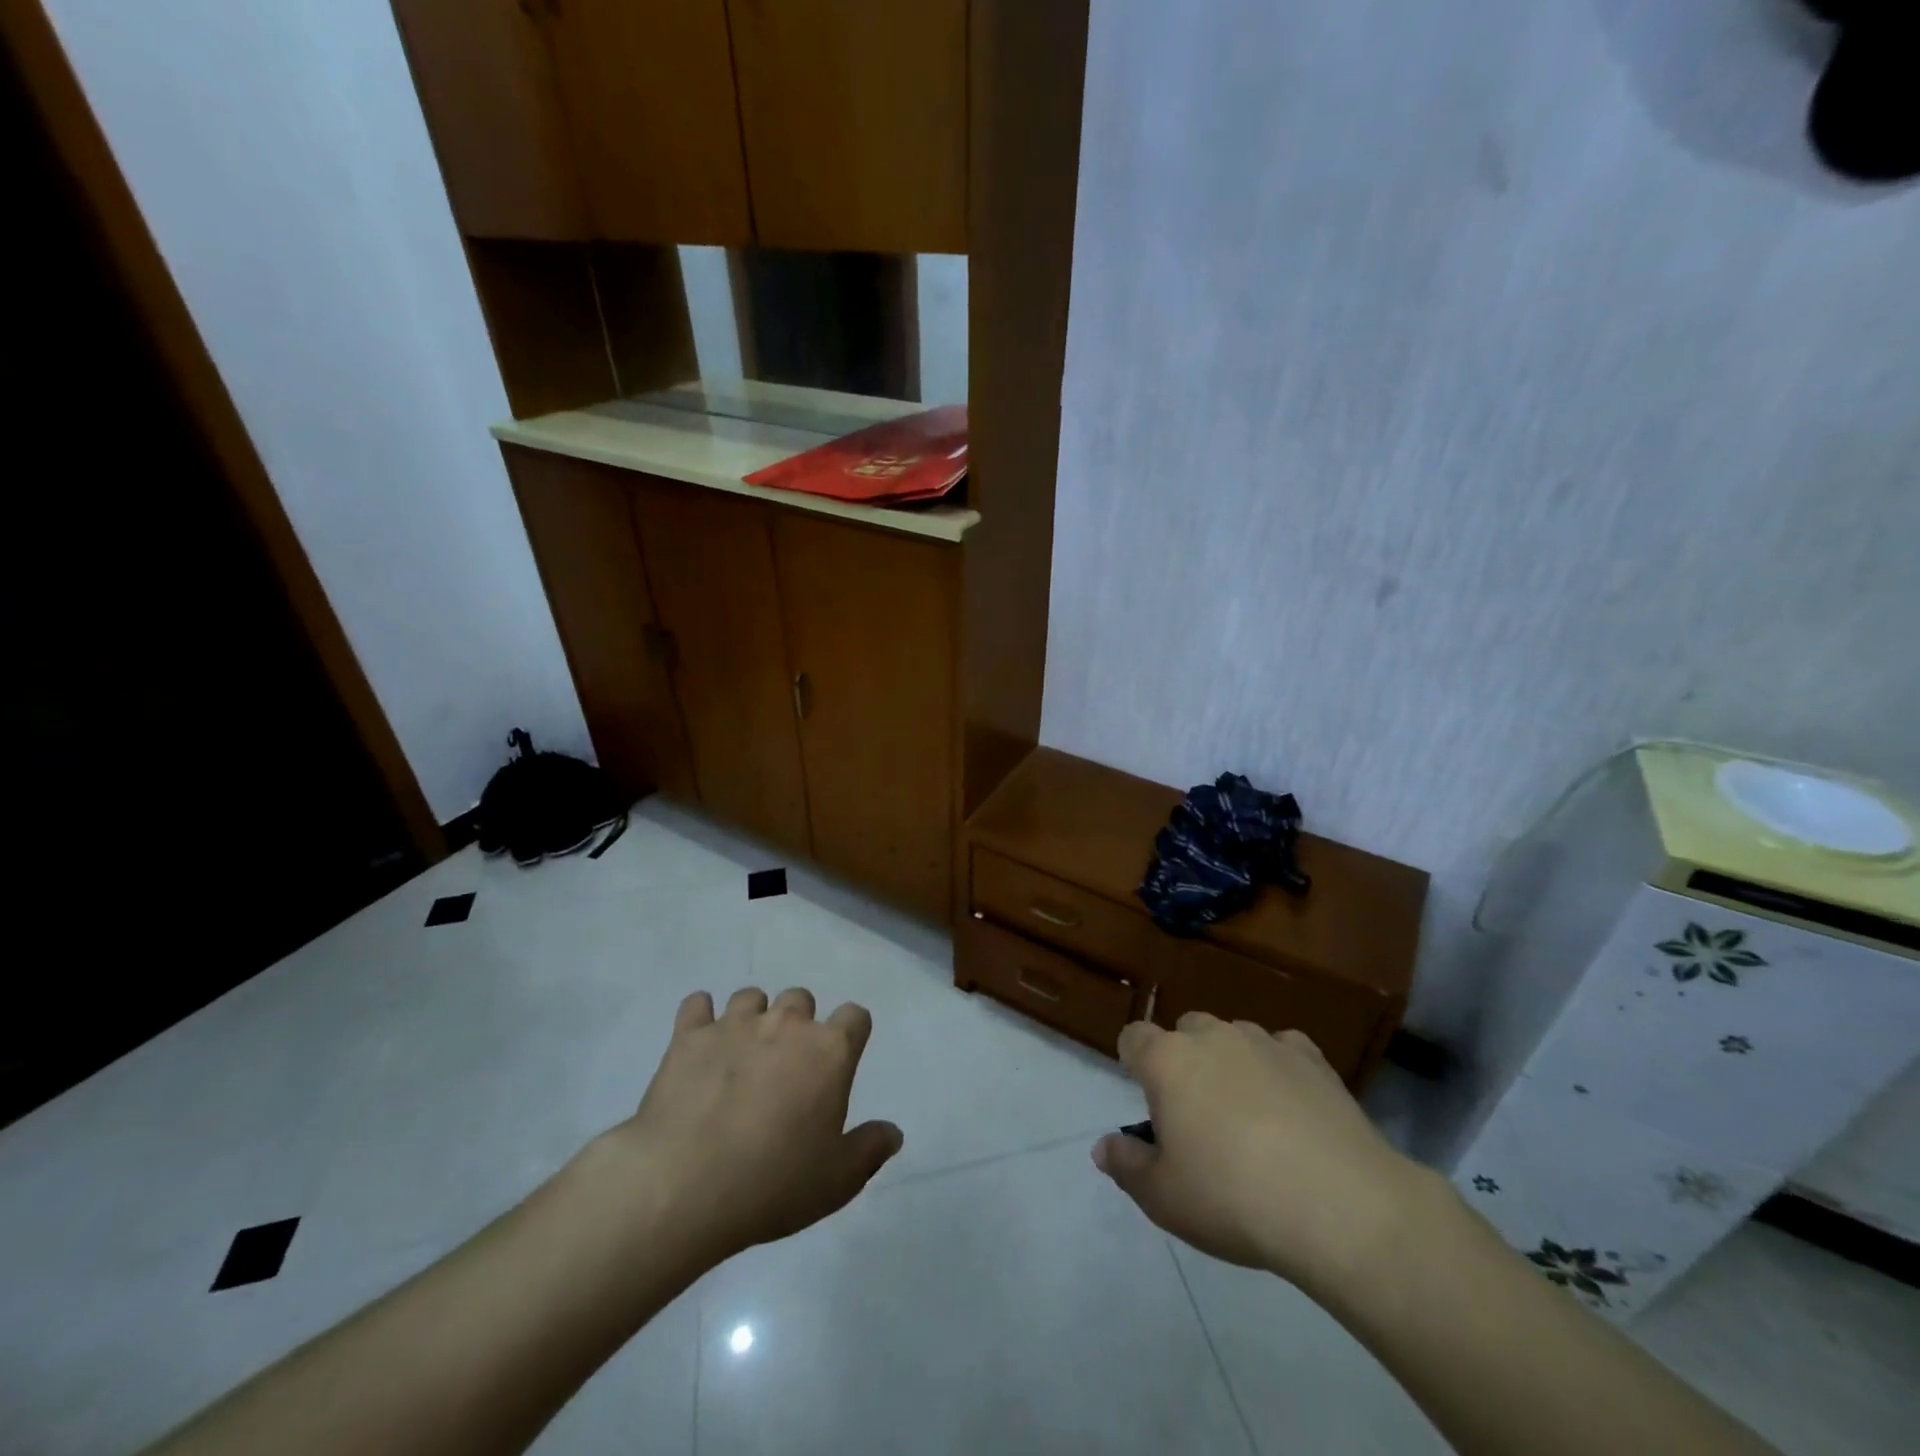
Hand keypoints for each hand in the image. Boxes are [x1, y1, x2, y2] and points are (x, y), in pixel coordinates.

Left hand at [608, 986, 902, 1263]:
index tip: (840, 1061)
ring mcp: (735, 1024)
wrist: (684, 1185)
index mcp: (829, 1050)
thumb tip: (893, 1132)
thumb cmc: (772, 1183)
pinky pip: (697, 1004)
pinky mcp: (689, 1035)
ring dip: (752, 1018)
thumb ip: (870, 1149)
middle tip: (786, 1067)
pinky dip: (700, 1017)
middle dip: (798, 1024)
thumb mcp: (837, 1181)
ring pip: (751, 997)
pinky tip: (699, 1043)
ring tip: (741, 1056)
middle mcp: (787, 1023)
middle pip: (801, 999)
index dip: (851, 1034)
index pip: (855, 1016)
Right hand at [1092, 1013, 1427, 1294]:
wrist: (1339, 1205)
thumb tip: (1103, 1147)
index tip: (1147, 1099)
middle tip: (1197, 1115)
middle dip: (1184, 1060)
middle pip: (1185, 1031)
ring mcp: (1265, 1041)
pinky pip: (1282, 1049)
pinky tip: (1292, 1108)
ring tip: (1249, 1116)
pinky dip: (1278, 1069)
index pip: (1133, 1036)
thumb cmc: (1233, 1199)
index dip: (1133, 1061)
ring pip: (1233, 1037)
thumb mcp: (1164, 1198)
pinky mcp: (1312, 1058)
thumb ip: (1126, 1166)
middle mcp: (1212, 1036)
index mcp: (1167, 1060)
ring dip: (1231, 1063)